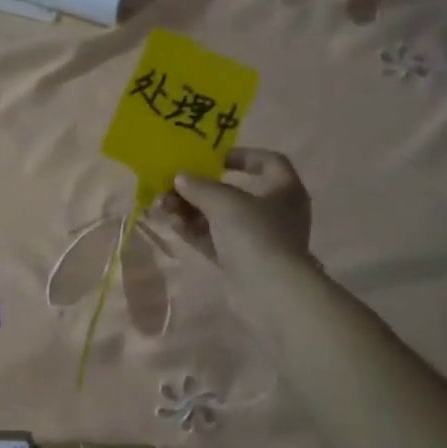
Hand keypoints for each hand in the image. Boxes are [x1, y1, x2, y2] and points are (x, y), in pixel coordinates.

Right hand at [155, 147, 313, 274]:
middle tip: (171, 185)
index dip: (243, 155)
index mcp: (284, 189)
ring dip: (190, 209)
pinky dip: (194, 230)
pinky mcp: (239, 260)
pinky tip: (171, 222)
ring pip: (218, 217)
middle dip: (200, 188)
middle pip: (234, 192)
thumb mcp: (225, 202)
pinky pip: (213, 239)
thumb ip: (200, 186)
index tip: (214, 158)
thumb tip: (180, 178)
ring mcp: (256, 238)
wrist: (268, 292)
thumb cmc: (255, 234)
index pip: (269, 162)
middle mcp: (273, 211)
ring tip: (162, 205)